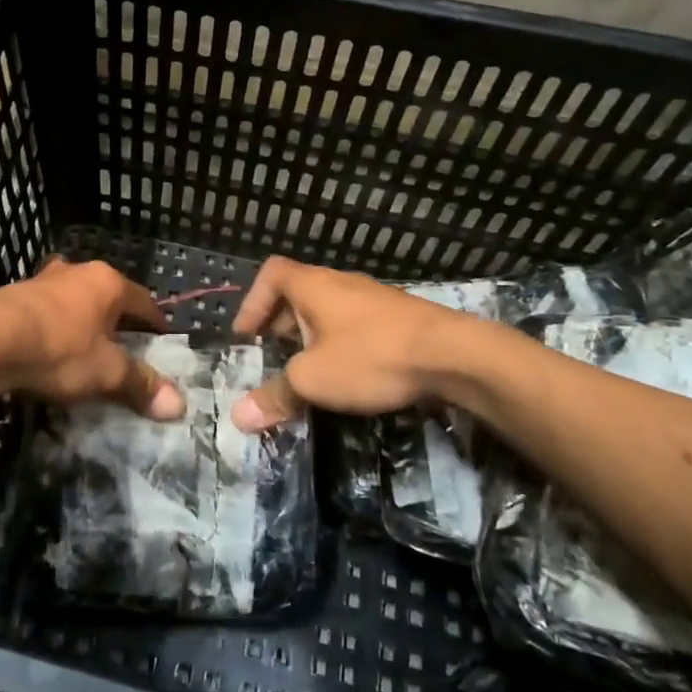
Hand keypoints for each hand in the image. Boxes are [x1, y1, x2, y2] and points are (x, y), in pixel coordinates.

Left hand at [0, 259, 184, 418]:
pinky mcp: (14, 294)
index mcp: (107, 283)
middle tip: (123, 346)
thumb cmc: (58, 350)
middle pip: (106, 296)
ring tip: (84, 346)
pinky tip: (48, 346)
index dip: (155, 322)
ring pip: (73, 299)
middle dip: (116, 319)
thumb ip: (140, 384)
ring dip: (81, 319)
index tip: (163, 340)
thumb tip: (179, 405)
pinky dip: (53, 325)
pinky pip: (45, 309)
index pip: (143, 301)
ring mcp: (43, 279)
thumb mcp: (106, 372)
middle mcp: (77, 271)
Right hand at [229, 257, 471, 430]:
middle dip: (279, 324)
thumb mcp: (314, 380)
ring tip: (307, 369)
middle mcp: (340, 283)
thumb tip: (238, 418)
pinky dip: (340, 343)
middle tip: (272, 356)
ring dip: (311, 336)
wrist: (454, 355)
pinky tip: (348, 374)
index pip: (271, 274)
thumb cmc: (371, 356)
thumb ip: (275, 396)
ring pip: (328, 310)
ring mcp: (372, 298)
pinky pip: (354, 324)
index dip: (252, 302)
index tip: (246, 336)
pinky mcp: (398, 318)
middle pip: (297, 292)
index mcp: (313, 285)